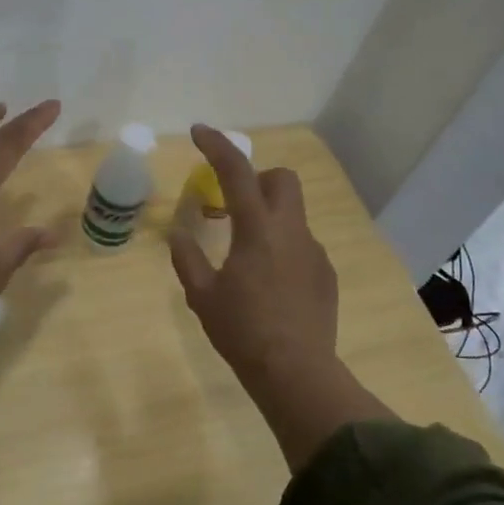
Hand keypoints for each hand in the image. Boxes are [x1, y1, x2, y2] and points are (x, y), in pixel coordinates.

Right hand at [169, 125, 338, 384]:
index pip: (236, 171)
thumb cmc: (242, 331)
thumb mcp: (202, 295)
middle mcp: (291, 231)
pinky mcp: (326, 274)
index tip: (199, 132)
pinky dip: (282, 247)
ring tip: (247, 255)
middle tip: (233, 205)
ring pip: (293, 213)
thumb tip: (178, 233)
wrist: (296, 372)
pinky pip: (302, 244)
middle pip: (282, 179)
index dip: (216, 146)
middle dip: (257, 179)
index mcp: (257, 229)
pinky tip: (269, 283)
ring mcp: (313, 251)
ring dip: (269, 217)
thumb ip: (187, 258)